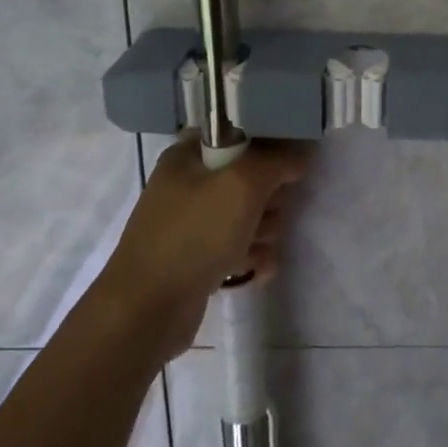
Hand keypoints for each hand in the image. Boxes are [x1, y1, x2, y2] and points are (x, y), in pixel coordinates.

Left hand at [100, 136, 312, 362]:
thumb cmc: (193, 234)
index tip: (287, 169)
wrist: (147, 310)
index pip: (242, 136)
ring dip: (265, 232)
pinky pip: (242, 248)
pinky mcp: (200, 258)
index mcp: (189, 156)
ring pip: (251, 216)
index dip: (270, 150)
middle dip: (270, 199)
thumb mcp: (242, 184)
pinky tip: (254, 271)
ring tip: (256, 247)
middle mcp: (189, 185)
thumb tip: (300, 154)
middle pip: (252, 179)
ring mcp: (194, 224)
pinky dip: (253, 258)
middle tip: (267, 212)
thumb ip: (277, 161)